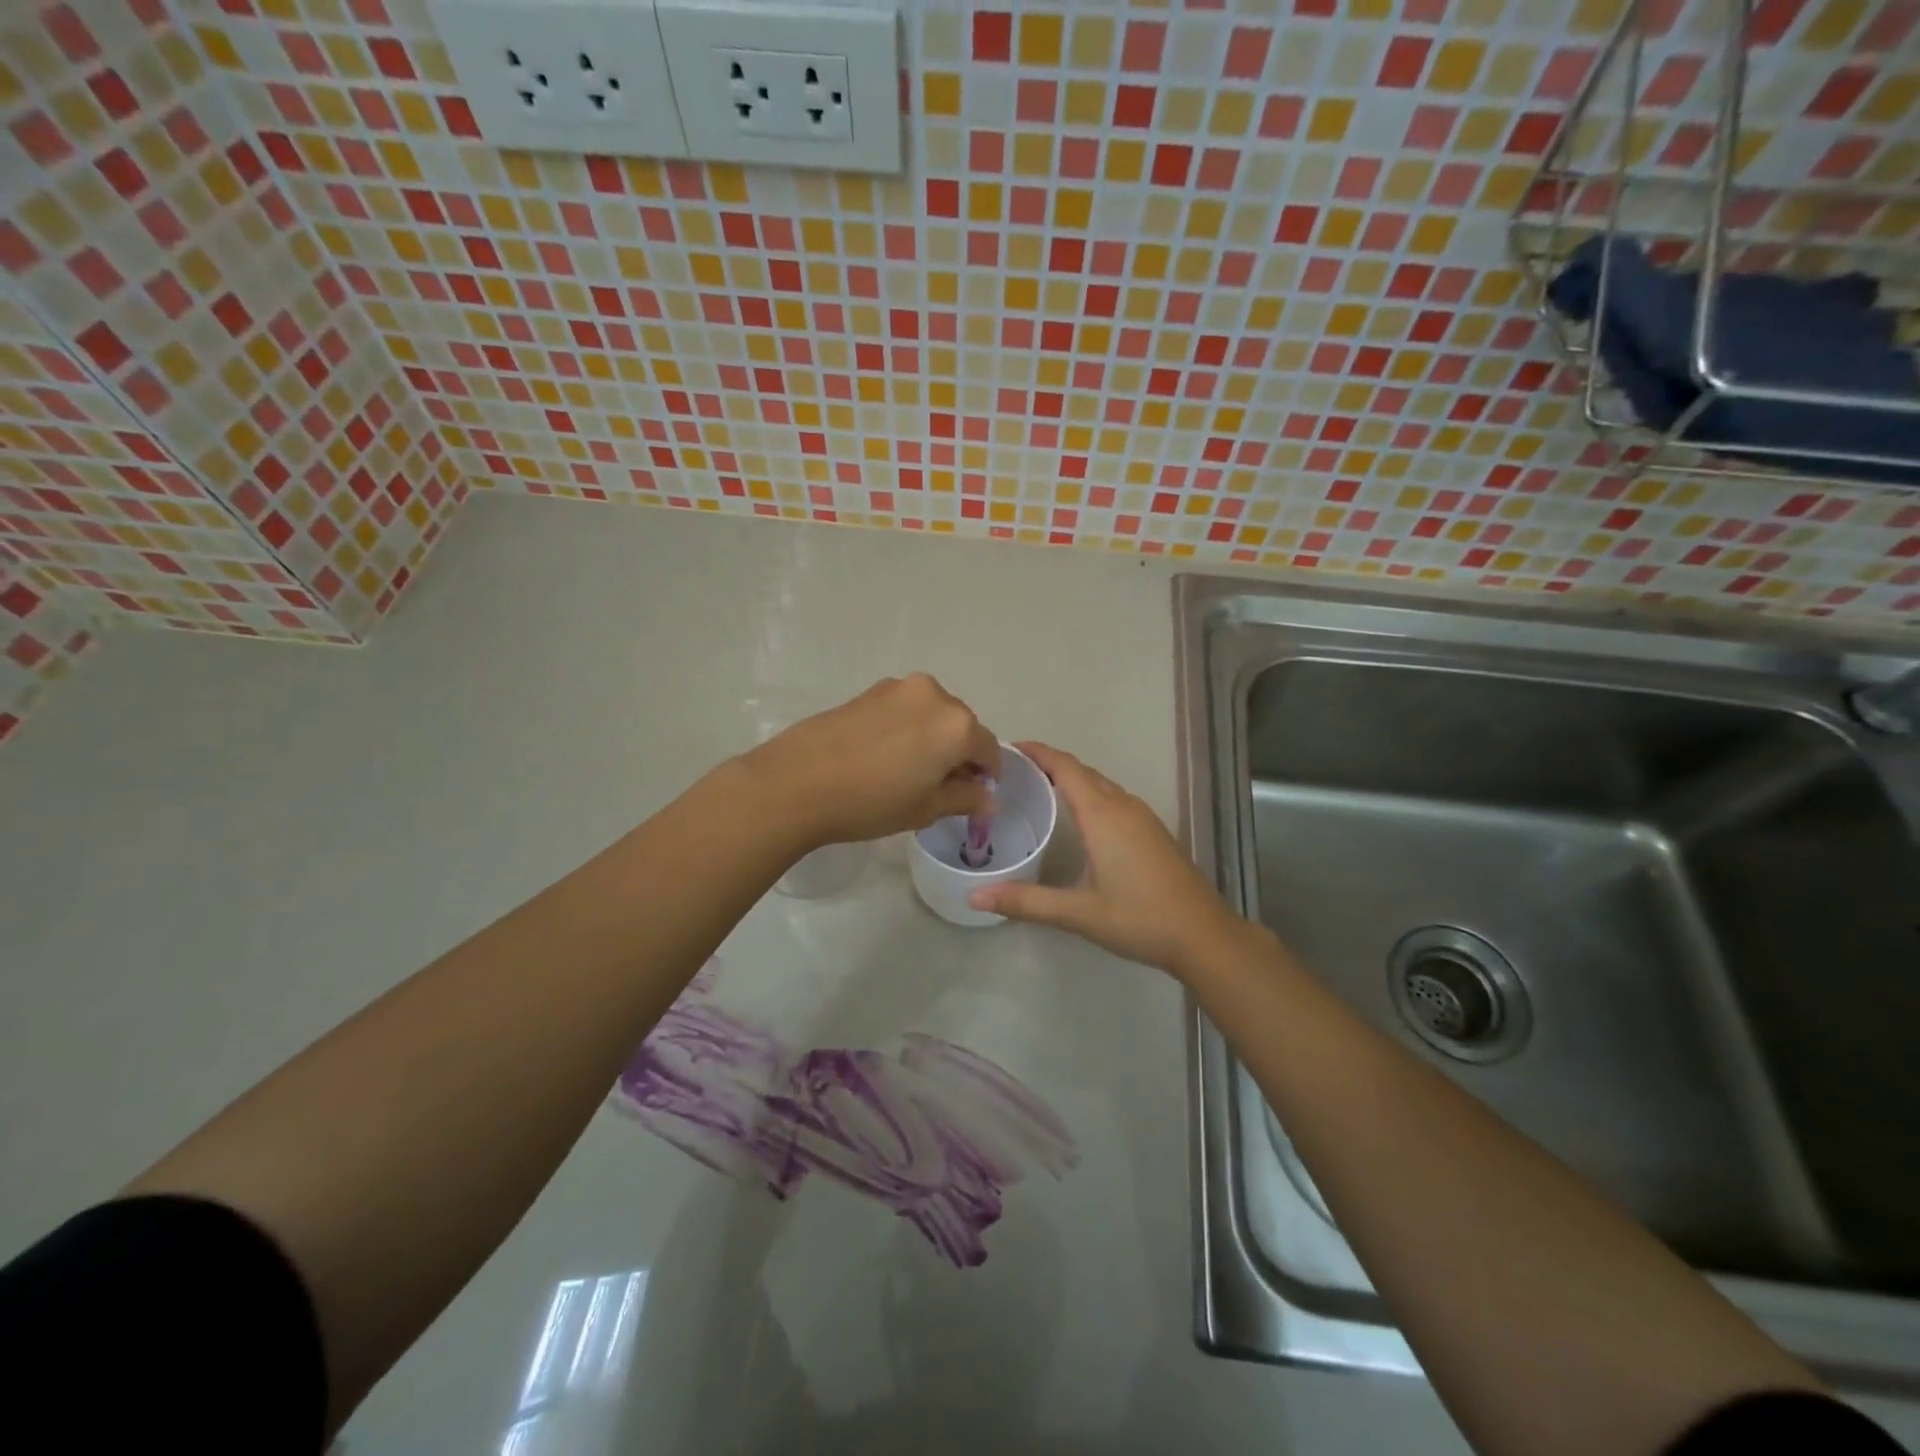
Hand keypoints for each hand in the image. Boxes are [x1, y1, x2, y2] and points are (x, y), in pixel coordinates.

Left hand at [743, 675, 1000, 848]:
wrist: (797, 781)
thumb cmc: (871, 801)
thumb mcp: (925, 809)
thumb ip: (964, 799)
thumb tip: (988, 798)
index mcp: (958, 725)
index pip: (988, 749)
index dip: (986, 775)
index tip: (973, 795)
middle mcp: (935, 696)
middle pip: (962, 726)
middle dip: (959, 753)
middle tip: (938, 786)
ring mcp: (899, 688)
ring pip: (932, 715)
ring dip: (932, 738)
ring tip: (907, 770)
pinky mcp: (870, 690)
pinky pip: (905, 709)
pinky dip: (907, 728)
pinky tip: (883, 755)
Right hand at [969, 742, 1246, 977]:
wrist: (1204, 934)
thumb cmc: (1140, 918)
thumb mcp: (1079, 913)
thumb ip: (1027, 902)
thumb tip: (976, 897)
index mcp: (1103, 815)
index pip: (1065, 768)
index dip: (1038, 752)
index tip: (1009, 747)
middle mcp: (1123, 806)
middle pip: (1082, 771)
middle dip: (1049, 763)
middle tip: (1014, 770)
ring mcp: (1143, 817)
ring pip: (1101, 784)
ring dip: (1071, 778)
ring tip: (1039, 786)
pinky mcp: (1153, 831)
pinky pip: (1114, 797)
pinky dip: (1090, 794)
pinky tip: (1079, 817)